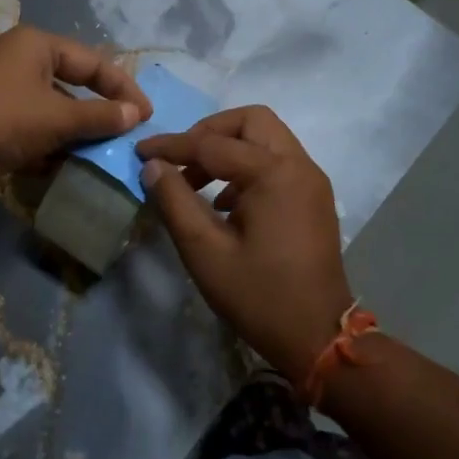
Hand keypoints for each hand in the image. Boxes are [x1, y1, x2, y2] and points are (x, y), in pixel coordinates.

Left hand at [0, 26, 150, 196]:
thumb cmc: (4, 122)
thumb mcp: (59, 118)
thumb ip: (101, 115)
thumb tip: (136, 114)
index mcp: (35, 44)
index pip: (93, 62)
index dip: (123, 88)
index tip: (146, 115)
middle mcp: (16, 58)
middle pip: (71, 83)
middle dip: (97, 113)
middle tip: (123, 135)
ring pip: (50, 107)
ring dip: (73, 131)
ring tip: (97, 155)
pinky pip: (29, 124)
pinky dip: (47, 141)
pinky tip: (60, 165)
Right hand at [137, 106, 351, 385]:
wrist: (318, 336)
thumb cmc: (258, 295)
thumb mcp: (204, 251)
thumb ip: (175, 201)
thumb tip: (153, 166)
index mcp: (274, 173)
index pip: (212, 144)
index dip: (172, 146)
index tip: (140, 151)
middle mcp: (299, 165)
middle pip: (251, 121)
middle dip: (210, 132)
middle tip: (181, 159)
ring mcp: (311, 180)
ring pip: (266, 138)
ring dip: (229, 148)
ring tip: (196, 183)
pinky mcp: (314, 197)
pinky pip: (277, 161)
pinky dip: (248, 166)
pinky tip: (225, 203)